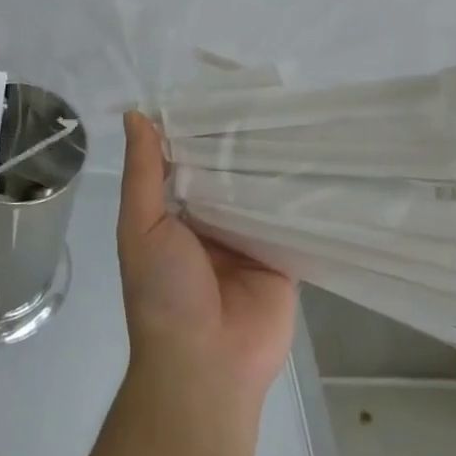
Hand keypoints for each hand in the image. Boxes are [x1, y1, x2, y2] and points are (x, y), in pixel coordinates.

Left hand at [116, 113, 297, 411]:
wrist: (206, 366)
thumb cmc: (163, 292)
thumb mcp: (141, 226)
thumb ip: (143, 173)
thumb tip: (135, 114)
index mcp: (175, 213)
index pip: (189, 160)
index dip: (198, 129)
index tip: (218, 90)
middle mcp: (212, 221)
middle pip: (228, 172)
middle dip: (241, 143)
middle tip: (267, 96)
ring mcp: (249, 239)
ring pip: (261, 191)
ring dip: (273, 164)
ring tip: (297, 116)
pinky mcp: (283, 257)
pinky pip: (292, 220)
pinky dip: (301, 197)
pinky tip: (320, 160)